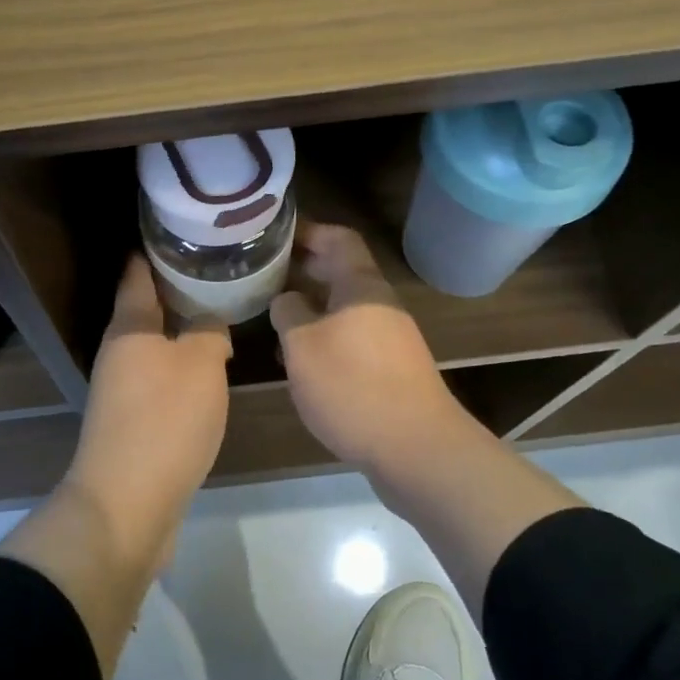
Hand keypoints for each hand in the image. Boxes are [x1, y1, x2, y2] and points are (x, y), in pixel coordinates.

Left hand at [68, 255, 231, 501]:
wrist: (127, 504)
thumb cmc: (164, 421)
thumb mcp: (201, 365)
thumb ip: (209, 332)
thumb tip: (209, 324)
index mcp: (129, 327)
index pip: (138, 273)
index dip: (157, 249)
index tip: (184, 231)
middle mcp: (119, 352)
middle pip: (146, 308)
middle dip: (178, 289)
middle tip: (219, 271)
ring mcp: (121, 389)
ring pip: (155, 345)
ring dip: (182, 330)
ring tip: (221, 314)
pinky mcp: (132, 420)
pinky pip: (159, 378)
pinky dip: (182, 366)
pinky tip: (209, 369)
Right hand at [271, 223, 481, 480]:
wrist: (415, 448)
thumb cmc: (352, 386)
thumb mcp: (302, 345)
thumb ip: (288, 312)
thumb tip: (286, 299)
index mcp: (361, 286)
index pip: (338, 238)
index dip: (307, 231)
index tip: (274, 235)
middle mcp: (379, 303)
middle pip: (341, 271)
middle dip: (303, 268)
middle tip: (264, 272)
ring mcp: (388, 337)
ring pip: (343, 307)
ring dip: (311, 306)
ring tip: (273, 314)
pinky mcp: (389, 368)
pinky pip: (351, 337)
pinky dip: (324, 336)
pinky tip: (299, 358)